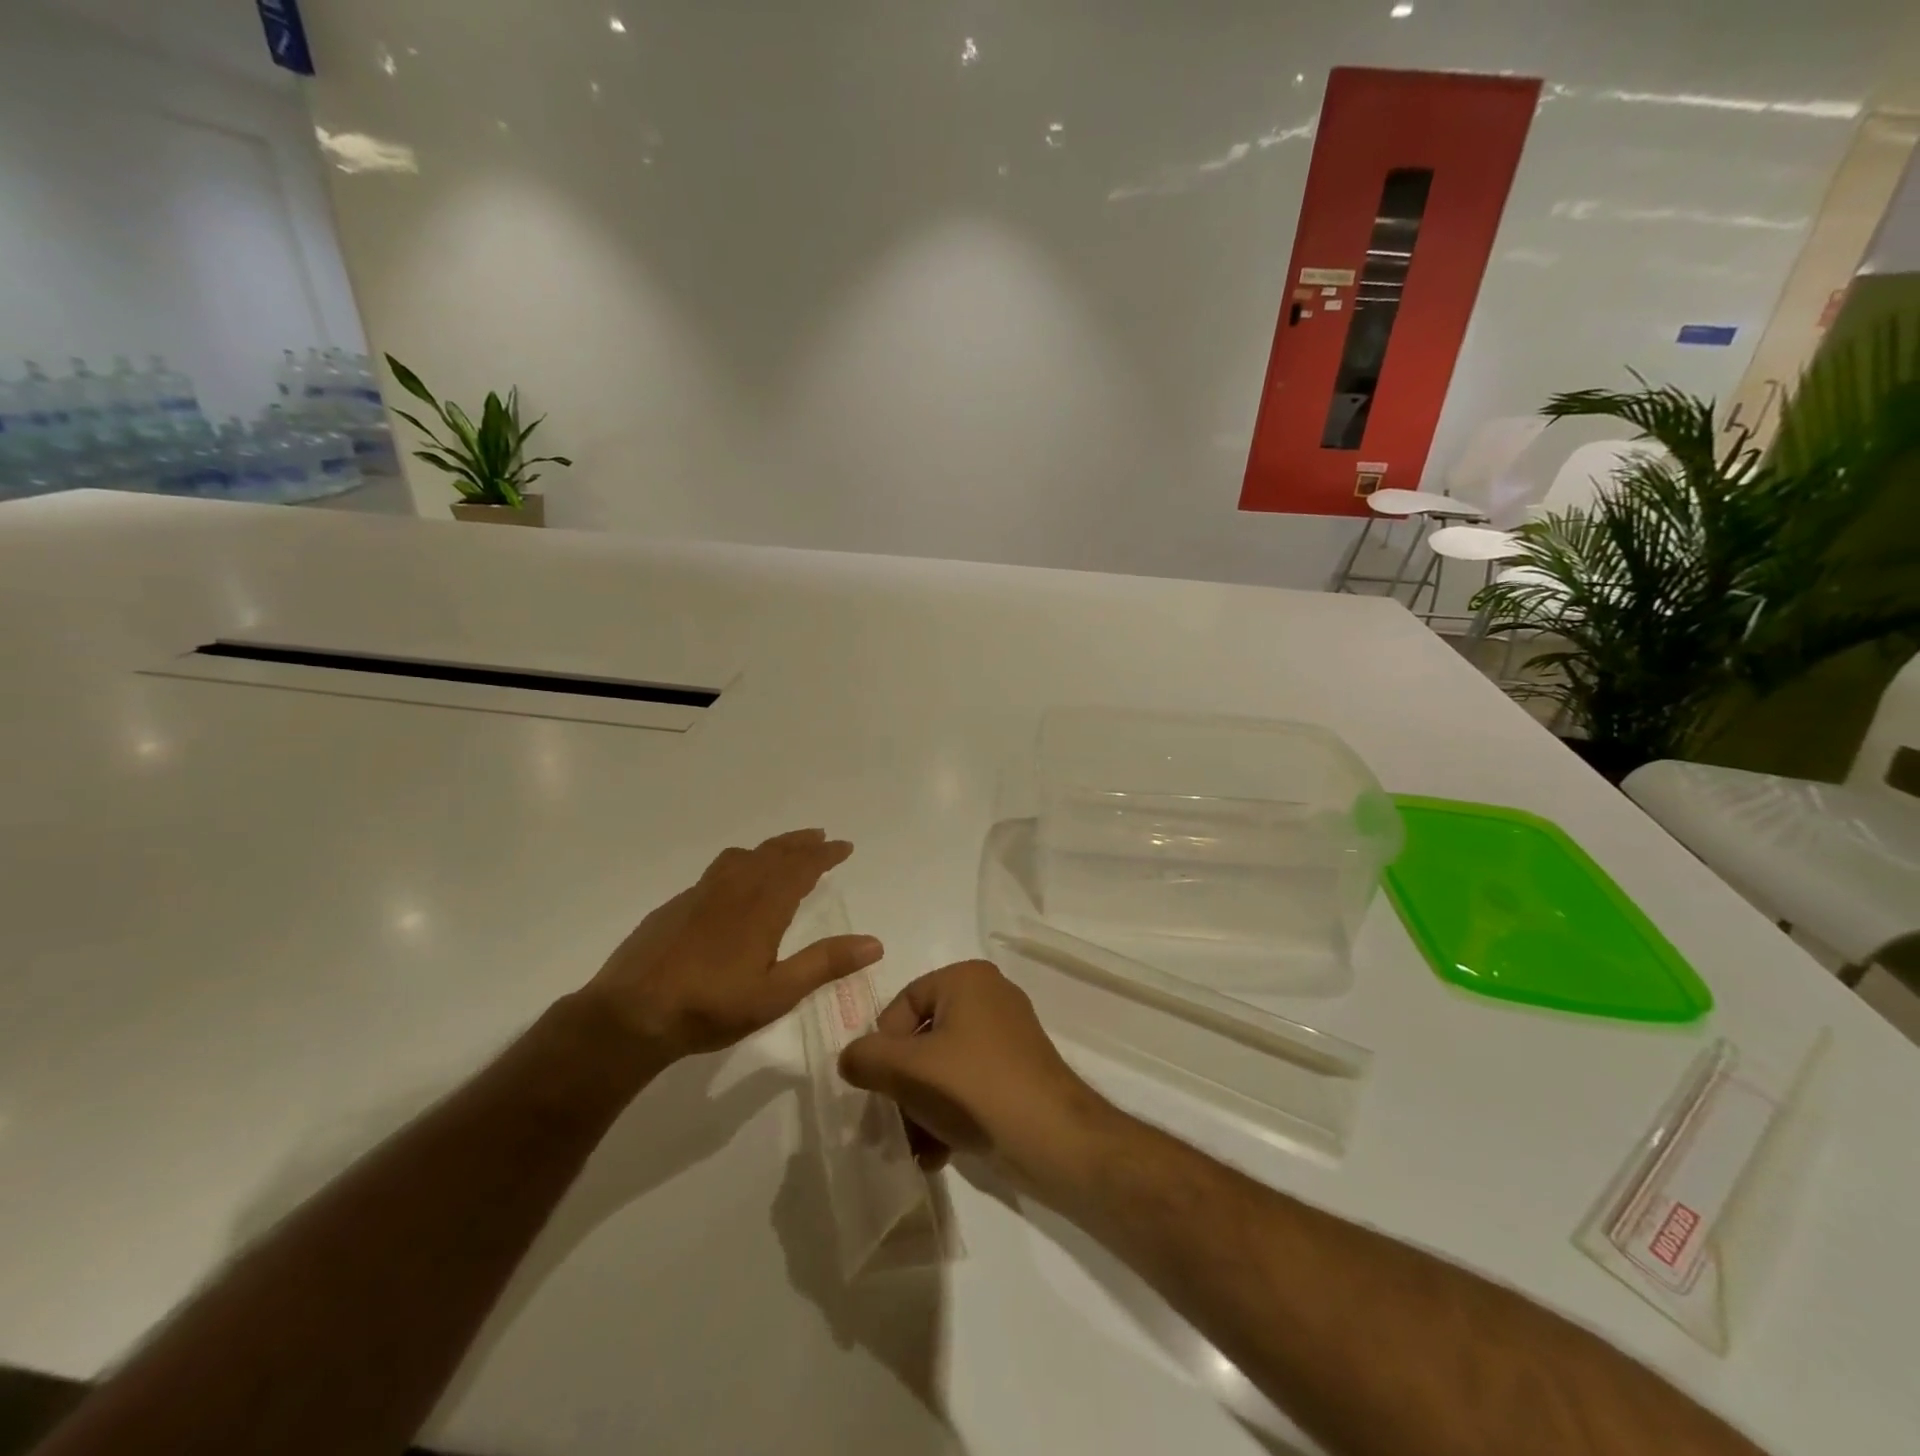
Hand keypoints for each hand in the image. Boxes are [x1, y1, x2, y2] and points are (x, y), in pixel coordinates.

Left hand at [582, 829, 882, 1065]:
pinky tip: (734, 884)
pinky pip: (718, 870)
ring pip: (743, 856)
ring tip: (782, 852)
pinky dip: (740, 863)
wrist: (630, 1015)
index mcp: (762, 905)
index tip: (844, 846)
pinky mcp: (676, 905)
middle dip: (800, 843)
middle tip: (820, 838)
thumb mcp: (776, 993)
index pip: (801, 867)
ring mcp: (700, 893)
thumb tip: (874, 942)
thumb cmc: (710, 1006)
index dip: (825, 854)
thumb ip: (824, 964)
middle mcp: (734, 888)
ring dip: (770, 848)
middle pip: (773, 853)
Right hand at [837, 960, 1113, 1181]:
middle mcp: (990, 997)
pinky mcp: (1018, 1072)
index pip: (903, 1002)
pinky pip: (968, 1085)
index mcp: (966, 979)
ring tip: (915, 1147)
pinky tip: (938, 1154)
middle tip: (891, 1122)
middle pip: (923, 1038)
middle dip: (902, 1085)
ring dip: (921, 1107)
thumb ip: (866, 1058)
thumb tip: (850, 1058)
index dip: (883, 1044)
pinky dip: (949, 1115)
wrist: (1054, 1140)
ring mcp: (1008, 1036)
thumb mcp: (908, 1070)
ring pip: (943, 1067)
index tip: (879, 1083)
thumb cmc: (975, 1088)